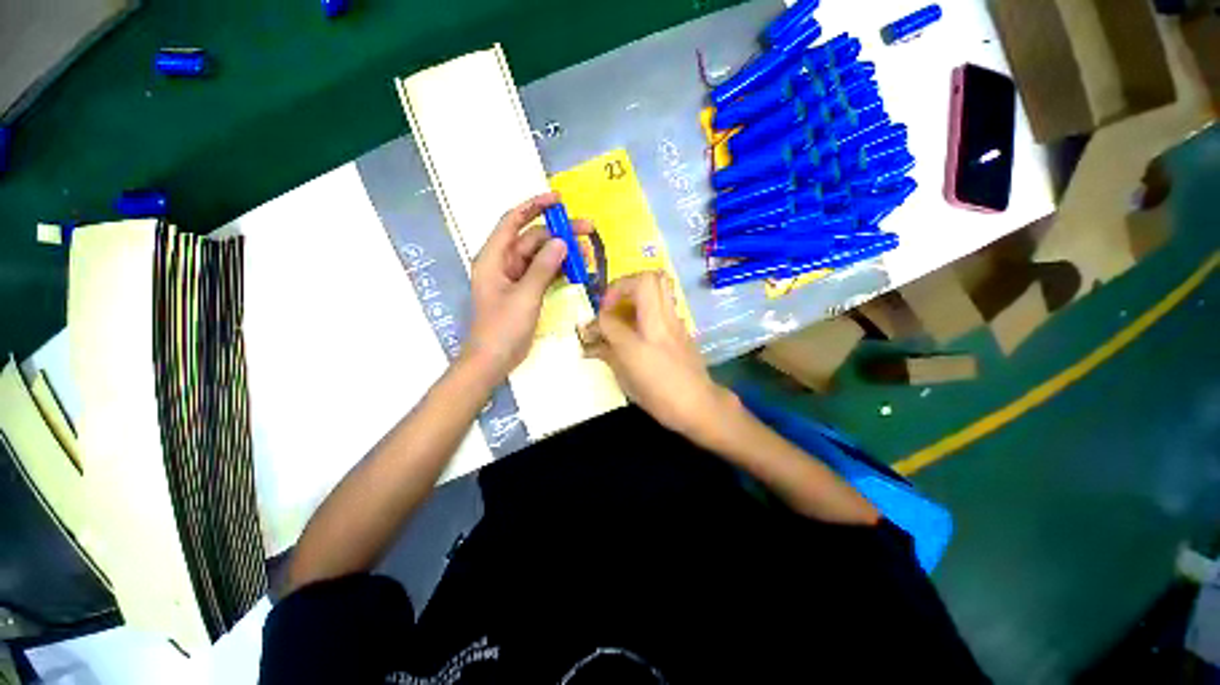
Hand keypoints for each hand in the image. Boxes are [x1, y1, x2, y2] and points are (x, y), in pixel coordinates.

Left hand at [462, 192, 590, 382]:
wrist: (494, 360)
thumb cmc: (502, 327)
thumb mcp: (525, 296)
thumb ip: (543, 268)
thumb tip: (562, 242)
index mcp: (494, 257)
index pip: (513, 221)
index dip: (534, 206)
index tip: (558, 200)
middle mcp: (504, 263)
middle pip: (533, 239)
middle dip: (560, 234)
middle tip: (588, 231)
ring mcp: (516, 278)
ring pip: (542, 256)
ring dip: (563, 253)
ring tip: (587, 253)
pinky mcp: (526, 291)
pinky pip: (544, 273)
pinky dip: (559, 270)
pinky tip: (577, 270)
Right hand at [584, 271, 738, 441]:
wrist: (700, 404)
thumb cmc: (660, 399)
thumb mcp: (627, 382)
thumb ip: (608, 356)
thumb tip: (591, 345)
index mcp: (638, 345)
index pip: (609, 318)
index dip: (596, 321)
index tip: (593, 329)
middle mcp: (658, 325)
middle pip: (644, 280)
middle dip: (622, 284)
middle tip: (613, 303)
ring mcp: (674, 321)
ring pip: (661, 282)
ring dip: (638, 287)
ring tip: (627, 307)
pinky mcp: (683, 325)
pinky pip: (665, 299)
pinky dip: (650, 301)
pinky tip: (643, 323)